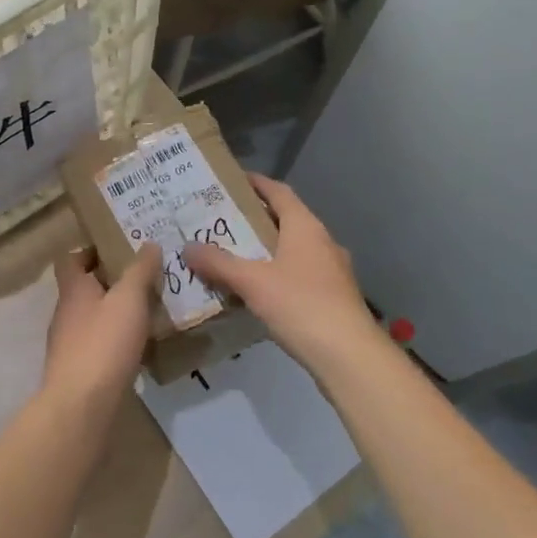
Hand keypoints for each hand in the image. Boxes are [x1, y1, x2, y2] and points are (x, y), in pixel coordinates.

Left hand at [41, 244, 161, 412]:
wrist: (82, 406)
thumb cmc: (104, 343)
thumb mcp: (129, 299)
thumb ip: (140, 270)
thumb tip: (148, 244)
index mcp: (73, 289)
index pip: (71, 259)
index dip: (91, 251)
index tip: (119, 249)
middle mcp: (65, 313)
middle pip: (85, 288)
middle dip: (112, 282)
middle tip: (145, 278)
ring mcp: (69, 344)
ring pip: (94, 318)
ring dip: (116, 313)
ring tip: (149, 312)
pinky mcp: (79, 371)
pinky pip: (99, 346)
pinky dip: (117, 341)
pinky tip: (140, 347)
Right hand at [184, 174, 384, 374]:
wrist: (350, 356)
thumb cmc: (301, 305)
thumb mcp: (252, 282)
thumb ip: (219, 263)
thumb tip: (187, 247)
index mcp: (305, 227)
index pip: (279, 192)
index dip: (256, 183)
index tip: (232, 181)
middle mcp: (322, 241)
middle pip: (285, 220)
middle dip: (255, 219)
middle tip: (221, 221)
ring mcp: (332, 271)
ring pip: (293, 249)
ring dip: (266, 249)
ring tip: (233, 256)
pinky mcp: (333, 297)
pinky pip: (299, 274)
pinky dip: (277, 274)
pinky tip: (257, 291)